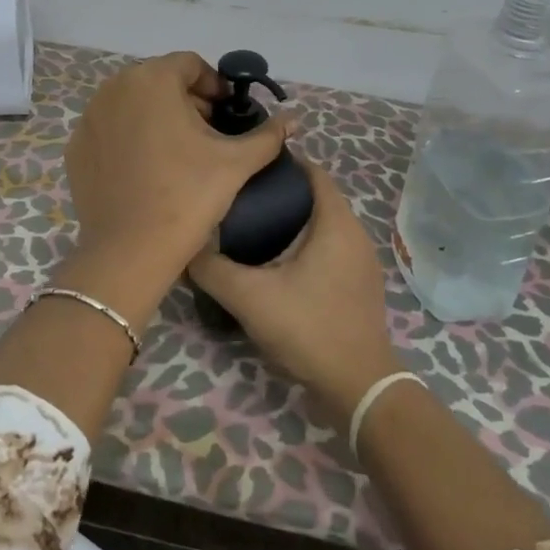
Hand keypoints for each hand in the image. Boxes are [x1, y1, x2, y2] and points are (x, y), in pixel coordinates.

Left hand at [62, 52, 293, 315]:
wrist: (130, 251)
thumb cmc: (188, 196)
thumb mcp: (236, 163)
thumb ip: (268, 134)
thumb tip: (294, 119)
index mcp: (153, 79)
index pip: (189, 64)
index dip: (214, 85)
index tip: (227, 113)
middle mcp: (114, 88)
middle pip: (158, 81)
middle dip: (186, 100)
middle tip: (207, 134)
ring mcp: (90, 118)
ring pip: (132, 104)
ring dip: (157, 117)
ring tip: (178, 153)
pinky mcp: (76, 147)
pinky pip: (110, 129)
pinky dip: (130, 138)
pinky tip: (146, 170)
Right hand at [188, 164, 399, 422]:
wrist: (359, 385)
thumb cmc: (309, 327)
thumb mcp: (250, 297)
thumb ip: (212, 269)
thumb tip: (186, 246)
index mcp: (336, 222)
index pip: (313, 172)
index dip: (282, 164)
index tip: (248, 169)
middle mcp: (355, 233)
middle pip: (317, 197)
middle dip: (282, 194)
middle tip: (242, 200)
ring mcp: (362, 261)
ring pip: (324, 225)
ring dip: (294, 222)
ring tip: (254, 229)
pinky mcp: (361, 285)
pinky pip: (332, 248)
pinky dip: (307, 245)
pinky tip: (280, 264)